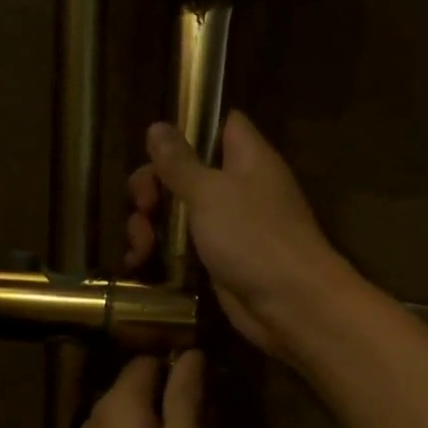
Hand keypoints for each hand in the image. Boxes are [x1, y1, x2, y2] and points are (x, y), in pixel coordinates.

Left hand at [64, 353, 207, 427]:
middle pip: (142, 385)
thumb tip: (191, 355)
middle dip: (179, 397)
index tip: (214, 390)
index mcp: (119, 403)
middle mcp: (99, 415)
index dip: (182, 366)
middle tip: (214, 427)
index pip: (149, 359)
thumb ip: (186, 399)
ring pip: (138, 414)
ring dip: (170, 424)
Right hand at [124, 111, 356, 359]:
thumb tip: (158, 126)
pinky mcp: (220, 260)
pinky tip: (137, 264)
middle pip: (186, 171)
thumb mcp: (209, 192)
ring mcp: (230, 226)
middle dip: (153, 187)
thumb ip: (180, 162)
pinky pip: (183, 246)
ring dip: (149, 226)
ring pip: (178, 212)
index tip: (156, 145)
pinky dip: (160, 252)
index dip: (188, 128)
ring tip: (139, 249)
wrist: (290, 303)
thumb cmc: (253, 236)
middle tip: (143, 207)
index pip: (220, 123)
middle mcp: (239, 187)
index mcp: (246, 157)